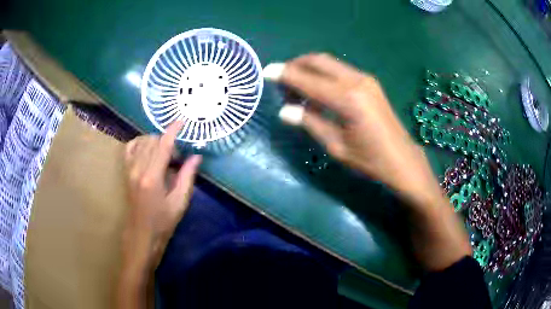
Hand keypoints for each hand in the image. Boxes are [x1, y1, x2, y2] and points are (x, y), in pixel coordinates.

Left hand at [122, 121, 201, 270]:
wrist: (141, 234)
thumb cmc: (163, 222)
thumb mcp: (180, 202)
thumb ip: (187, 176)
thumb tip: (196, 156)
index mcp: (152, 177)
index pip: (163, 145)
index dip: (173, 131)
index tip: (181, 122)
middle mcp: (138, 169)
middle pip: (152, 141)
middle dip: (167, 140)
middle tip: (178, 156)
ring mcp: (129, 170)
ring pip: (142, 142)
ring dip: (155, 141)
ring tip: (165, 155)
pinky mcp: (126, 172)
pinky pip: (130, 148)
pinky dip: (140, 143)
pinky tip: (148, 149)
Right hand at [264, 54, 470, 270]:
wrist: (403, 161)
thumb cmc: (370, 160)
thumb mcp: (336, 147)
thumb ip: (310, 123)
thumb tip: (285, 110)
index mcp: (346, 99)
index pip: (307, 79)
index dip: (284, 74)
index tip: (266, 73)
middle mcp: (356, 81)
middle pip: (318, 60)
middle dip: (296, 65)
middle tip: (282, 82)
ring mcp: (365, 79)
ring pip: (329, 63)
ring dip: (309, 69)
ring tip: (298, 88)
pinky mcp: (370, 83)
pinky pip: (340, 70)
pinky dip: (323, 73)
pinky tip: (318, 90)